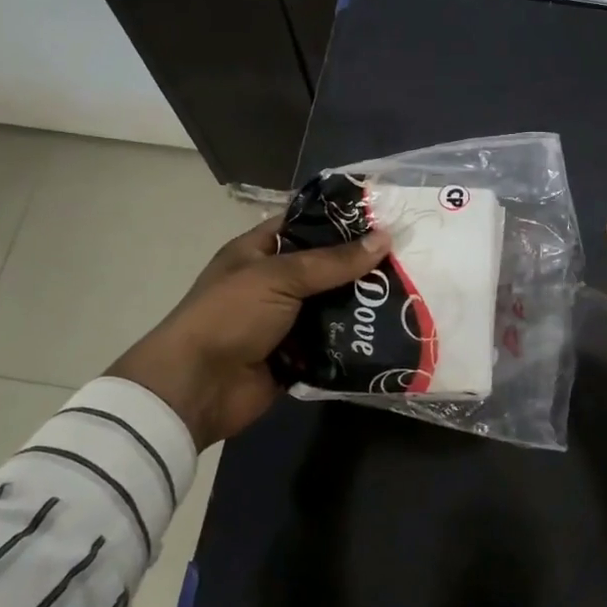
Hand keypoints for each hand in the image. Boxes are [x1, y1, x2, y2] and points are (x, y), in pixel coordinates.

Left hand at [107, 217, 389, 447]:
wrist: (196, 388)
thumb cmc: (230, 316)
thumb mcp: (279, 277)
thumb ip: (333, 261)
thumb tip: (385, 238)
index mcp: (258, 251)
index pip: (304, 224)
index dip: (340, 220)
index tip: (384, 218)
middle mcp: (273, 283)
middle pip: (325, 267)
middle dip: (361, 266)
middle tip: (408, 259)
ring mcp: (285, 321)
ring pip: (333, 306)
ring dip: (363, 305)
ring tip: (410, 294)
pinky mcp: (296, 356)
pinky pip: (333, 343)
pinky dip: (355, 340)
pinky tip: (392, 331)